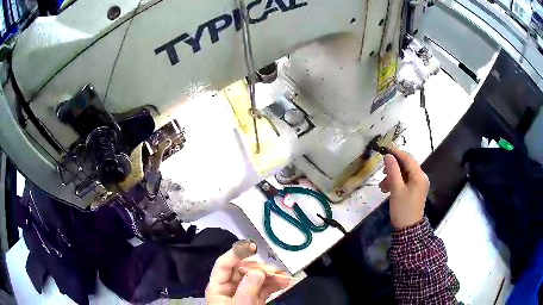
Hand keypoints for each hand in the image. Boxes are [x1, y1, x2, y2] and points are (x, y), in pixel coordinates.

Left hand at [206, 240, 290, 304]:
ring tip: (285, 277)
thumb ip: (247, 289)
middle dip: (259, 268)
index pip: (224, 264)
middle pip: (242, 270)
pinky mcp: (253, 299)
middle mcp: (229, 288)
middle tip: (275, 272)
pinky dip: (274, 284)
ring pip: (255, 278)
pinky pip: (263, 287)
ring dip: (270, 276)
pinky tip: (284, 283)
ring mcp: (242, 293)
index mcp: (218, 288)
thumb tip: (257, 270)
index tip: (253, 246)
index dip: (236, 253)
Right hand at [379, 147, 428, 228]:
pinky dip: (396, 182)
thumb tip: (388, 156)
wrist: (408, 229)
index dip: (396, 152)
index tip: (384, 148)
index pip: (408, 158)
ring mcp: (418, 184)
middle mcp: (421, 177)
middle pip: (406, 165)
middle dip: (393, 167)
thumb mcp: (396, 190)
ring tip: (382, 185)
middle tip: (382, 171)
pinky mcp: (415, 190)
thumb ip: (393, 171)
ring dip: (393, 176)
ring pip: (404, 173)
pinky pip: (405, 181)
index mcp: (419, 176)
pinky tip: (387, 189)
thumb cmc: (403, 209)